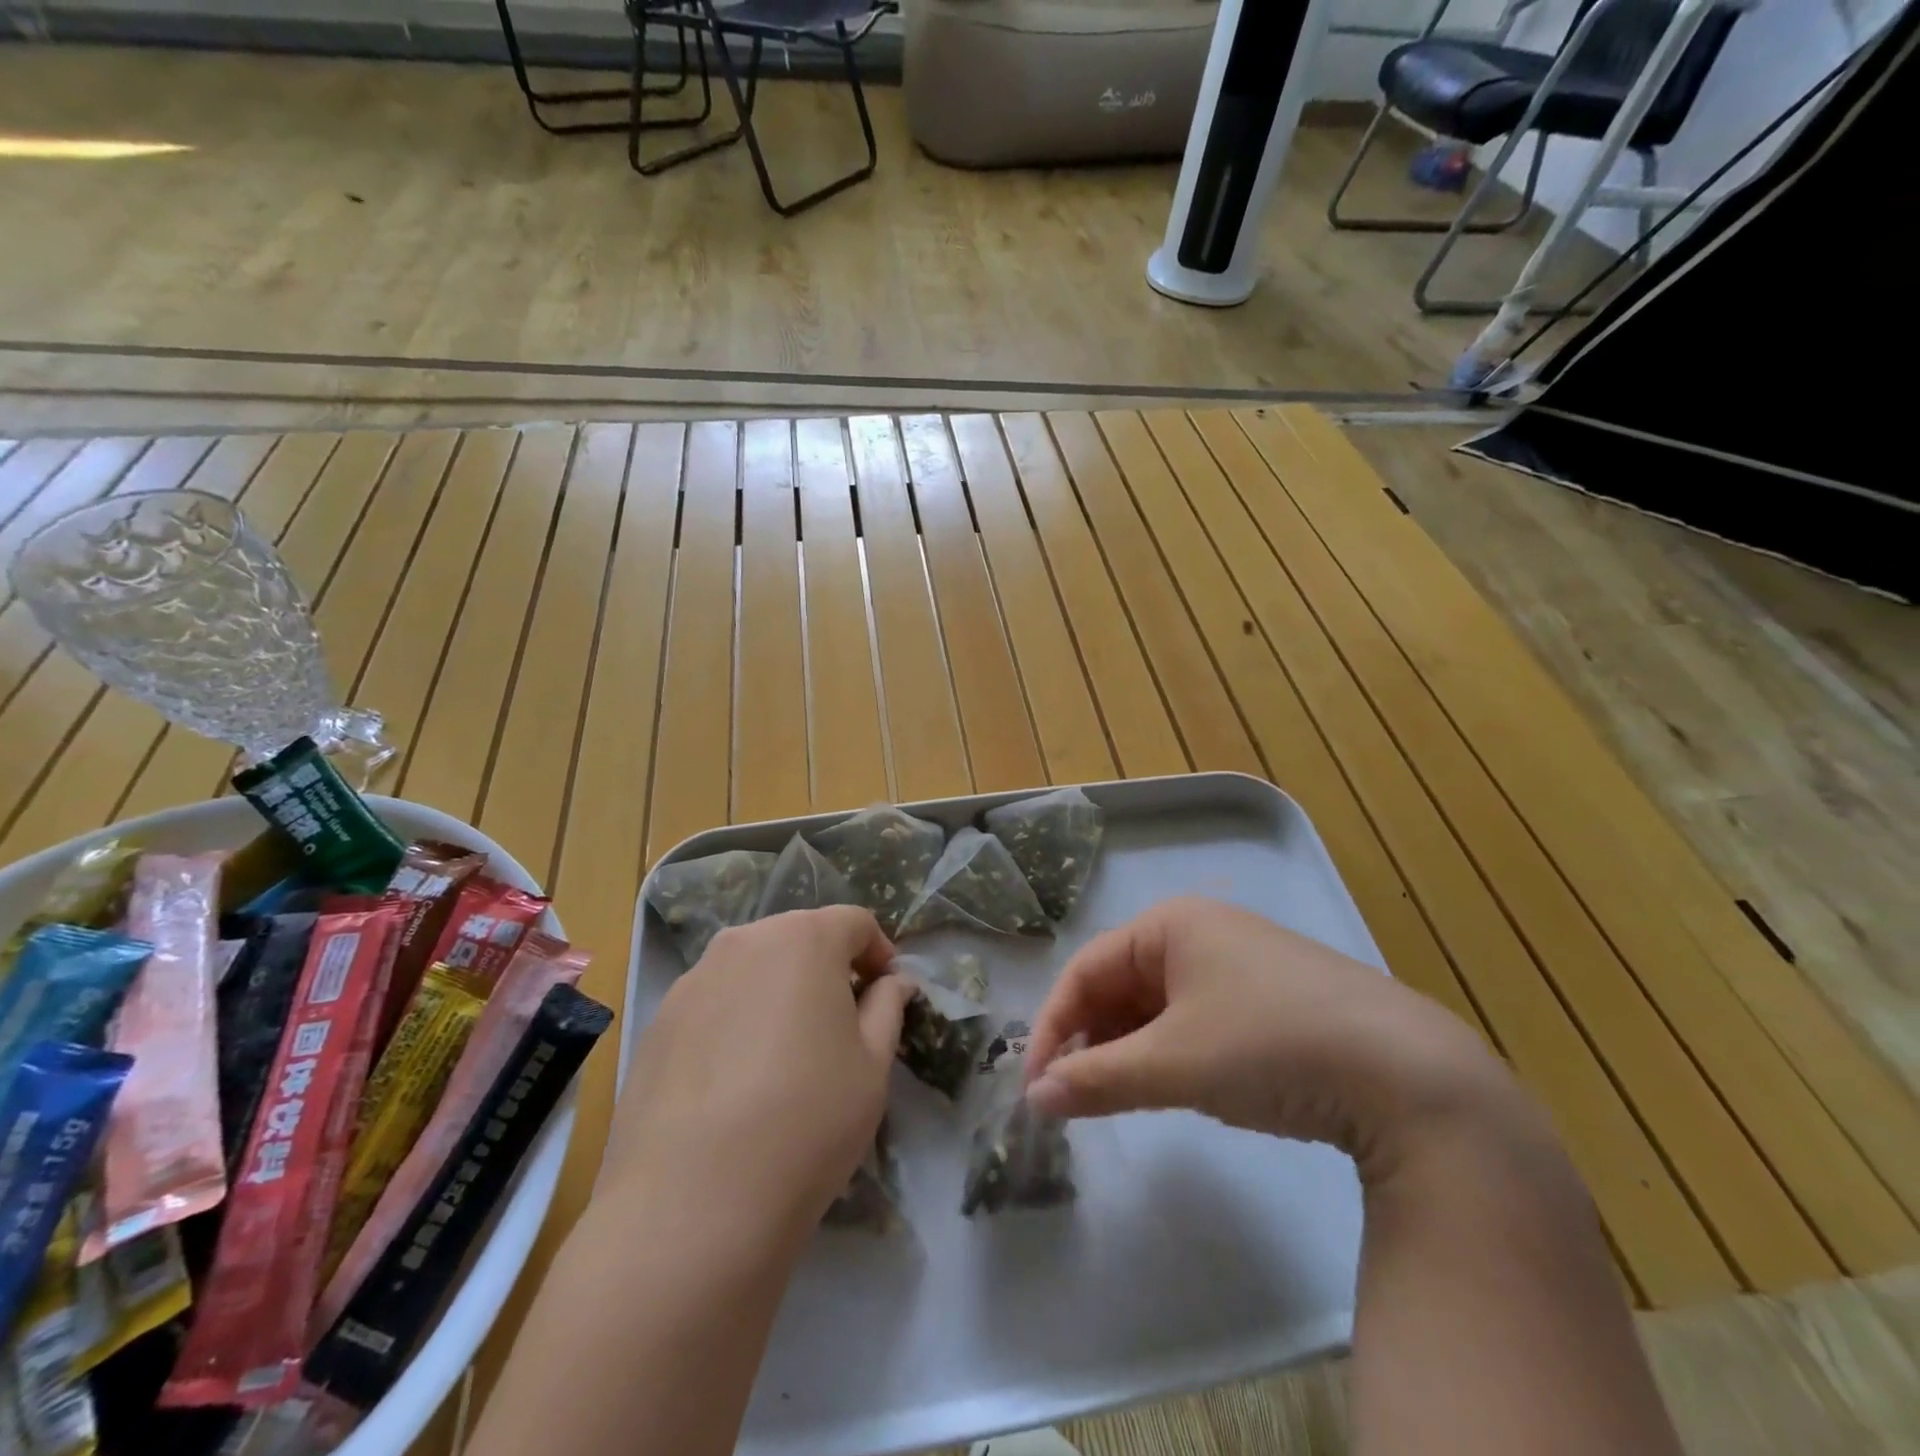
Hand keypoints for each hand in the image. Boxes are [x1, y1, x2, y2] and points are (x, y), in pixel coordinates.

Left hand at [602, 906, 915, 1234]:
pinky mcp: (656, 1022)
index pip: (854, 922)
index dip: (878, 952)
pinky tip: (736, 1081)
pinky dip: (735, 1021)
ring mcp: (693, 980)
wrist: (690, 1203)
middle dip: (827, 968)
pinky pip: (713, 1003)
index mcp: (803, 938)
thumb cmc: (807, 1120)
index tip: (886, 993)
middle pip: (798, 938)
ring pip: (752, 969)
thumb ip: (887, 1007)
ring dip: (778, 992)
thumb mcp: (873, 1065)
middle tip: (840, 1023)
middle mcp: (744, 942)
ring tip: (785, 1054)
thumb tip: (892, 981)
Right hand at [1026, 897, 1525, 1178]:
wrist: (1409, 1076)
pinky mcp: (1270, 997)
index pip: (1086, 969)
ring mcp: (1239, 962)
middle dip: (1091, 1038)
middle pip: (1120, 983)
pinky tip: (1172, 1084)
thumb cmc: (1268, 1046)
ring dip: (1127, 1048)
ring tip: (1115, 1096)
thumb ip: (1097, 1078)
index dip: (1053, 1026)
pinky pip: (1195, 1017)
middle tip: (1073, 1096)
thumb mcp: (1173, 1064)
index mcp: (1170, 924)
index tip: (1037, 1086)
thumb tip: (1035, 1098)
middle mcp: (1200, 931)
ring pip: (1157, 1003)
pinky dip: (1170, 1050)